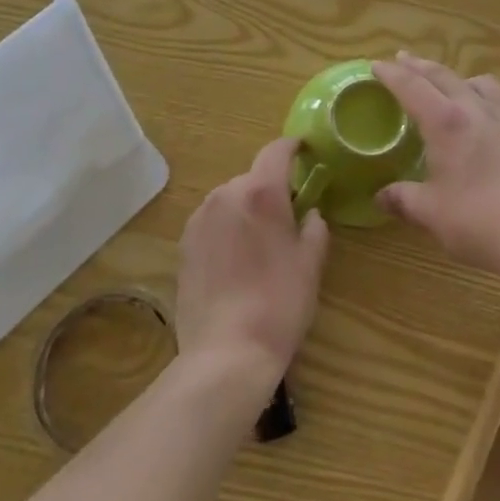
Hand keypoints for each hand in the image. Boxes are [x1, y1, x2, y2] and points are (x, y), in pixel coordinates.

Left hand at [176, 138, 329, 389]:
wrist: (225, 353)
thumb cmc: (279, 303)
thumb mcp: (311, 264)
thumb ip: (315, 228)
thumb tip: (310, 214)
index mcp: (261, 192)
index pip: (276, 150)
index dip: (292, 146)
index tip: (304, 149)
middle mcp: (226, 194)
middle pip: (253, 178)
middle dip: (270, 189)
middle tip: (287, 215)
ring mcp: (200, 218)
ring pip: (230, 200)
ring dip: (245, 209)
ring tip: (259, 243)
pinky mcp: (184, 244)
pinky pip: (212, 222)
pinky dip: (226, 229)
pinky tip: (235, 261)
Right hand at [371, 53, 499, 280]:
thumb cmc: (478, 221)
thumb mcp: (431, 213)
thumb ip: (403, 199)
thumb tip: (380, 196)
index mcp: (446, 123)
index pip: (412, 87)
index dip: (392, 74)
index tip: (376, 64)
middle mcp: (474, 110)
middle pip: (443, 76)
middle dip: (419, 66)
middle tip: (402, 59)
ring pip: (477, 82)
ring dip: (454, 76)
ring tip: (446, 83)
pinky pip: (497, 100)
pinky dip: (479, 95)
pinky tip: (478, 116)